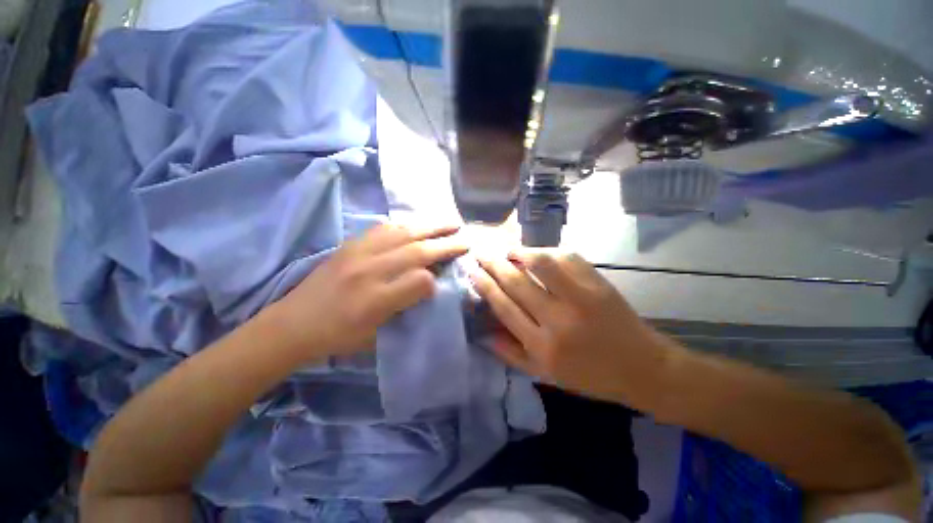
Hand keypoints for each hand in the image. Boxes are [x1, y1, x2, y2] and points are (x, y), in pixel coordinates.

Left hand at [269, 224, 467, 360]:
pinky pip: (382, 228)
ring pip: (402, 233)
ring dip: (429, 226)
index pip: (418, 282)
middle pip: (415, 251)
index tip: (445, 278)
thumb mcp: (375, 337)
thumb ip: (404, 310)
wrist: (292, 324)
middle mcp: (368, 272)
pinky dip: (404, 224)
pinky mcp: (349, 245)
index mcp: (374, 302)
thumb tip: (427, 286)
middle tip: (464, 238)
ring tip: (448, 222)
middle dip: (444, 244)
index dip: (436, 278)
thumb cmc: (337, 337)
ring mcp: (357, 254)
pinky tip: (415, 224)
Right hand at [470, 249, 674, 405]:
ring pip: (540, 264)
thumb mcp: (545, 375)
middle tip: (480, 252)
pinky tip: (537, 253)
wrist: (642, 367)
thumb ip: (511, 354)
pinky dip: (548, 251)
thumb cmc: (589, 375)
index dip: (485, 285)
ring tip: (508, 250)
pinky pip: (567, 258)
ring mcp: (581, 298)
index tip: (472, 271)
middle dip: (493, 264)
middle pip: (516, 282)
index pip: (504, 306)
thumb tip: (483, 333)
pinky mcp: (599, 284)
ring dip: (520, 252)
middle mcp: (558, 320)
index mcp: (542, 346)